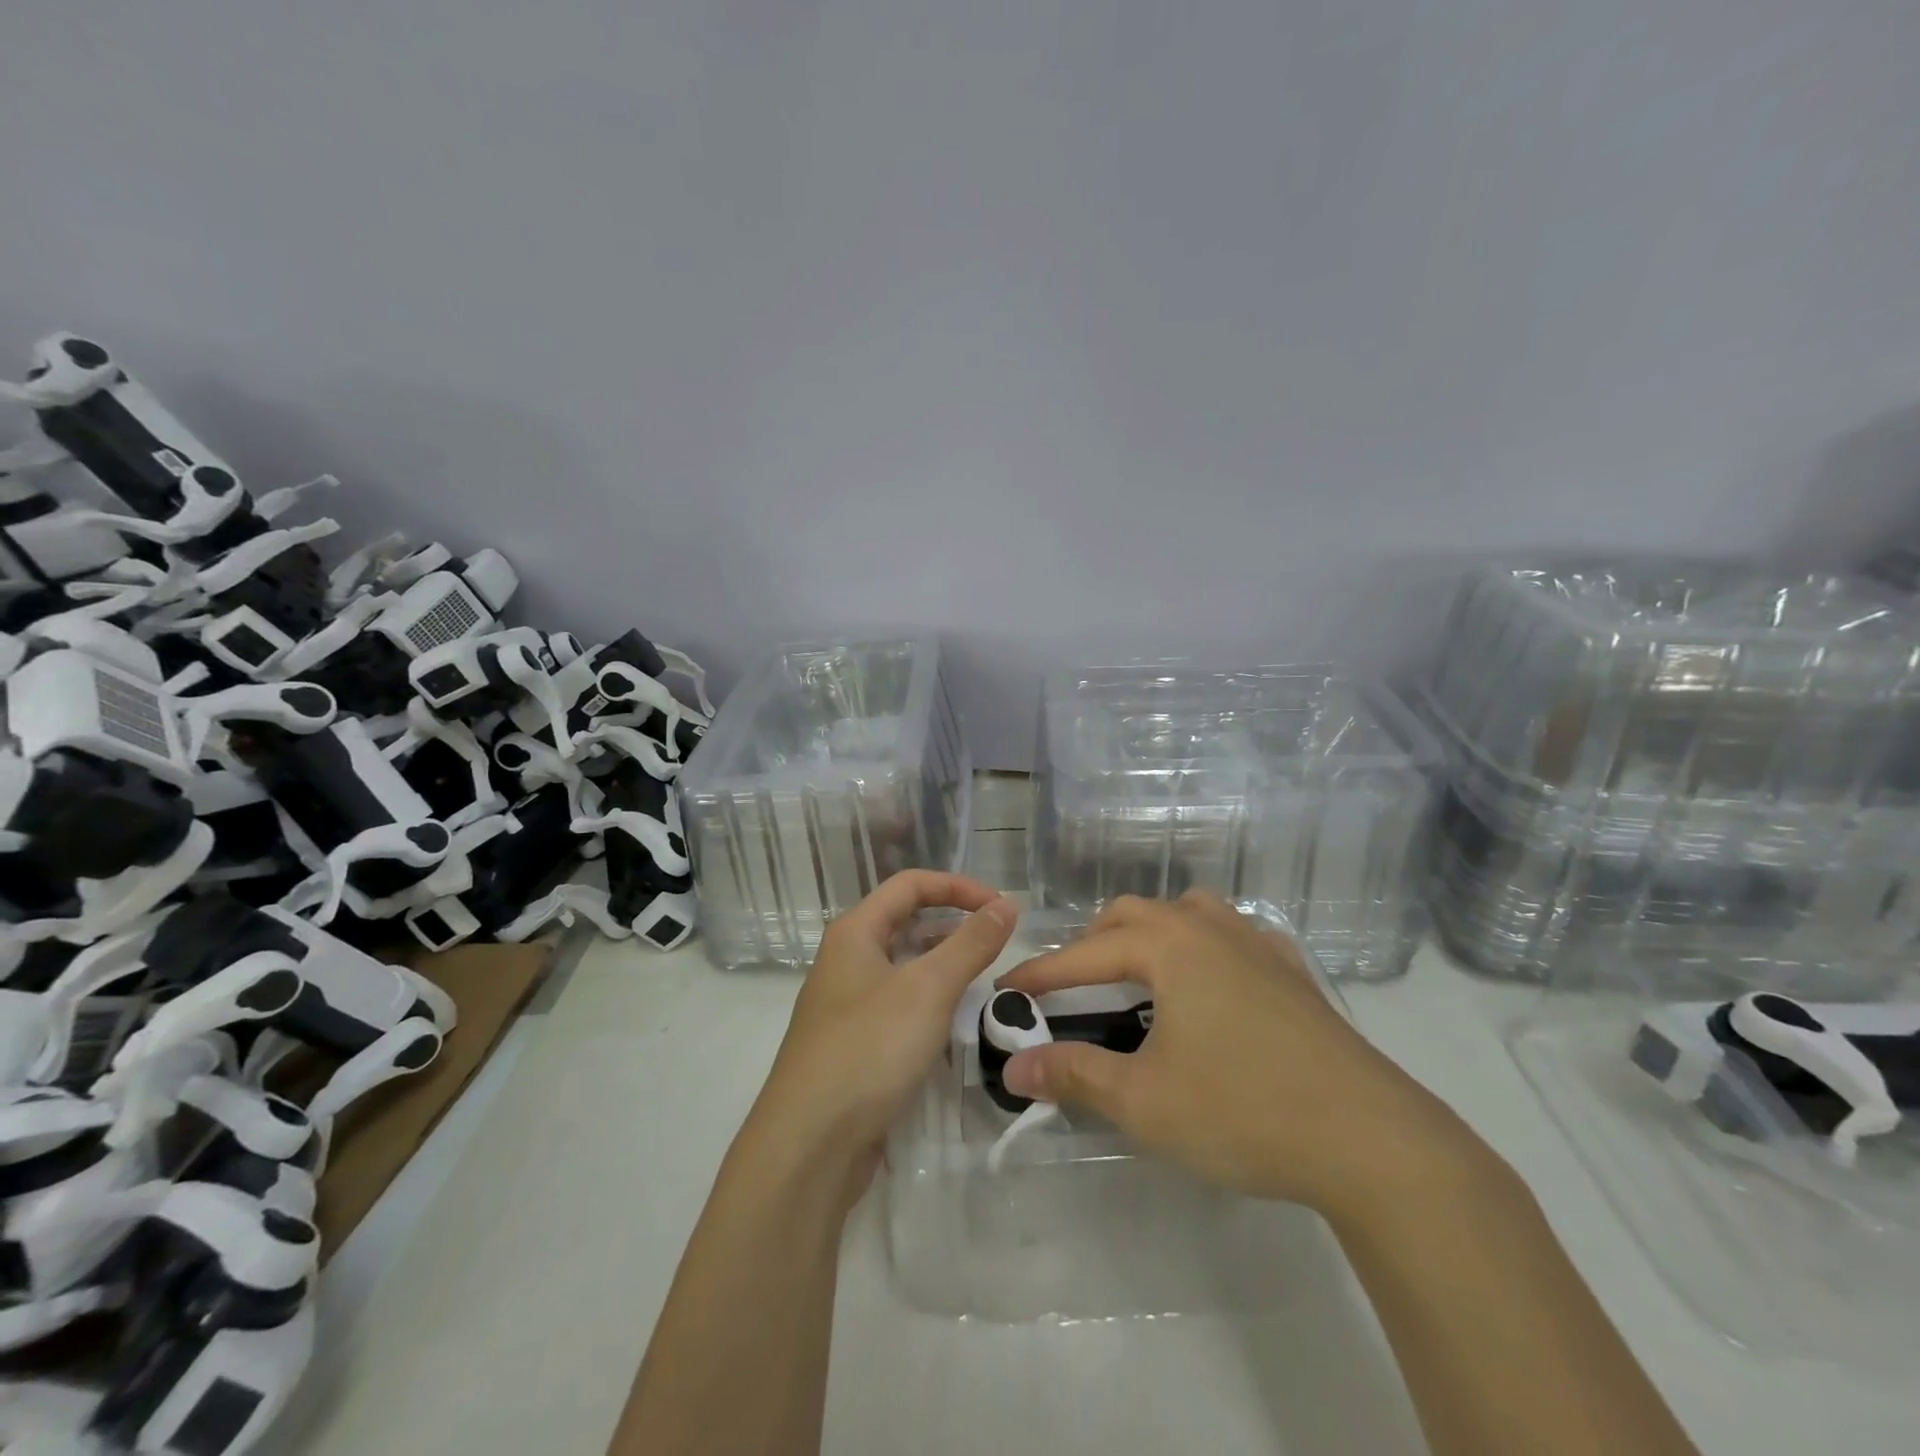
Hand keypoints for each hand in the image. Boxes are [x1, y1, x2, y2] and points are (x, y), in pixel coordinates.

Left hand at [741, 871, 1015, 1200]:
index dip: (958, 887)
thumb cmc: (869, 1049)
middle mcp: (846, 960)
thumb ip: (971, 944)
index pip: (911, 885)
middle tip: (998, 944)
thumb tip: (1006, 905)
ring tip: (985, 982)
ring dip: (944, 967)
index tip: (1001, 907)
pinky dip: (929, 1006)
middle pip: (906, 923)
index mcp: (854, 933)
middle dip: (953, 925)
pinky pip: (899, 1008)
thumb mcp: (929, 989)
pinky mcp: (854, 1045)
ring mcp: (847, 1005)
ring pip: (904, 968)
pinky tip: (956, 1026)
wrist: (808, 1146)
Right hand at [996, 892, 1490, 1224]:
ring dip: (1150, 935)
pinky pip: (1232, 935)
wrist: (1371, 1139)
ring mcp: (1258, 945)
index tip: (1008, 991)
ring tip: (1137, 976)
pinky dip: (1202, 946)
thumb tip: (1013, 1067)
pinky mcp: (1292, 972)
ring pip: (1187, 913)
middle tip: (1071, 986)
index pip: (1085, 953)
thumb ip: (1074, 1076)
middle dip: (1093, 944)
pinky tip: (1210, 984)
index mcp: (1170, 946)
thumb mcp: (1145, 1101)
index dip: (1041, 974)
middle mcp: (1210, 928)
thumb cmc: (1244, 1111)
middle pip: (1134, 915)